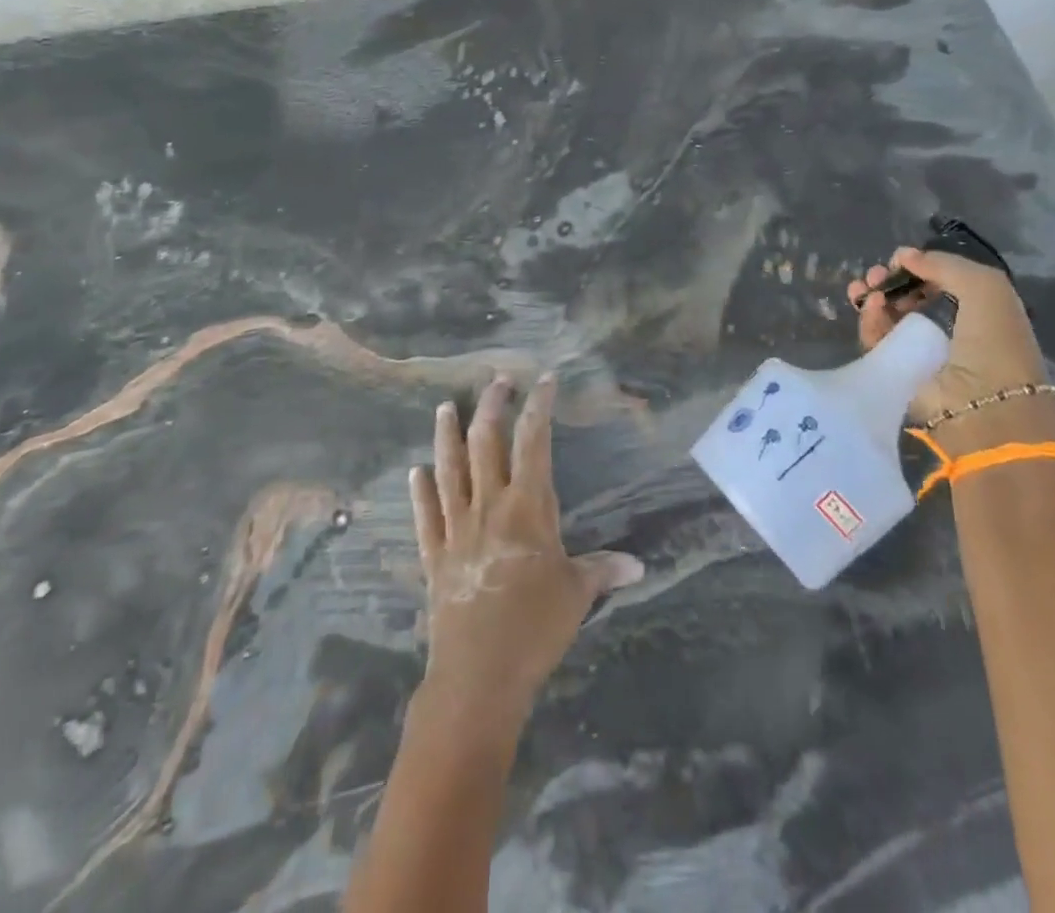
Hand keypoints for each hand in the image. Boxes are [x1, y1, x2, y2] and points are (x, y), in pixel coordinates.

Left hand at [409, 376, 642, 725]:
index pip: (534, 441)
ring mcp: (457, 529)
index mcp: (527, 507)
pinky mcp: (435, 556)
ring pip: (449, 470)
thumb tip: (639, 566)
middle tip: (497, 380)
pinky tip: (415, 472)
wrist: (478, 675)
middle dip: (491, 407)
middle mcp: (489, 506)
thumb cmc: (535, 627)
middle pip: (486, 443)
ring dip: (446, 437)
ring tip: (443, 408)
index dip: (539, 406)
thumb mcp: (576, 593)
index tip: (544, 380)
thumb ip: (603, 570)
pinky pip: (426, 516)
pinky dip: (420, 492)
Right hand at [847, 248, 1053, 449]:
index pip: (938, 283)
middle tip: (875, 274)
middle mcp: (947, 330)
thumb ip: (945, 264)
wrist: (984, 405)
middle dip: (889, 281)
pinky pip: (877, 339)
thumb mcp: (985, 287)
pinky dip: (870, 320)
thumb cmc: (994, 341)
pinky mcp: (897, 371)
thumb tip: (904, 256)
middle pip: (907, 298)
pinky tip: (872, 306)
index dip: (918, 269)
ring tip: (865, 288)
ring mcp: (920, 352)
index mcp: (975, 311)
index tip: (899, 261)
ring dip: (873, 298)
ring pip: (887, 318)